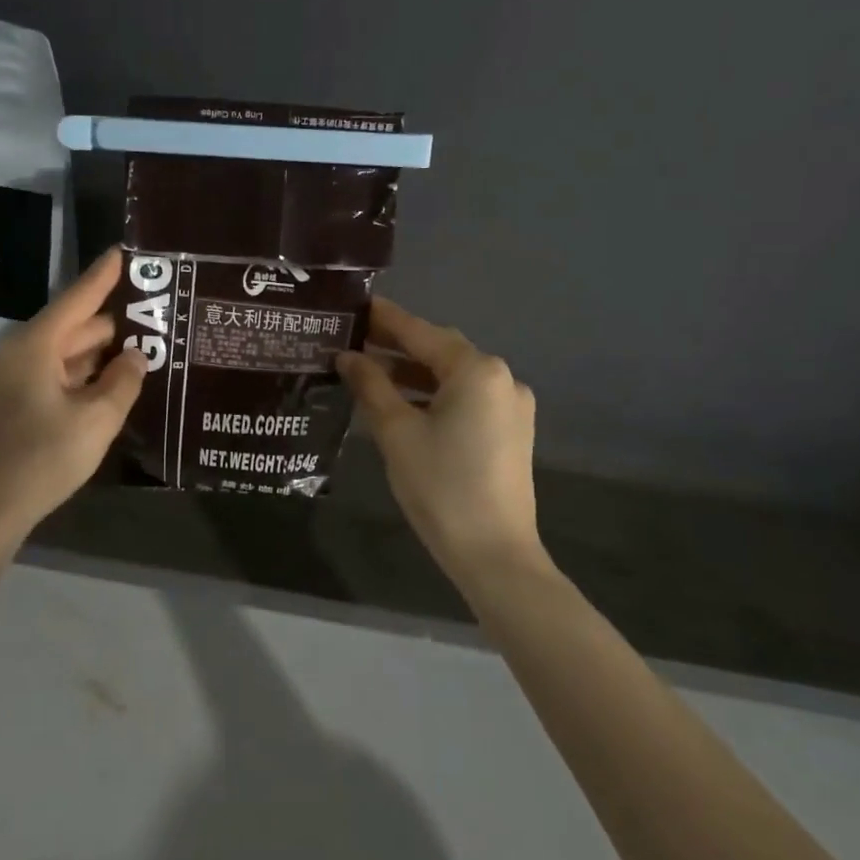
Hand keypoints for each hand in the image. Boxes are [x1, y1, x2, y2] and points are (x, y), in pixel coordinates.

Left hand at [0, 248, 145, 538]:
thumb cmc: (41, 458)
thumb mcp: (96, 419)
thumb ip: (123, 382)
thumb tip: (136, 358)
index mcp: (34, 346)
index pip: (77, 299)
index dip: (104, 276)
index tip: (125, 251)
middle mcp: (17, 354)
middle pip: (71, 328)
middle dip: (112, 324)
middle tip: (155, 319)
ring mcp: (8, 382)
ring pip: (62, 356)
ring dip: (98, 355)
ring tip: (142, 352)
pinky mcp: (7, 407)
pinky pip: (51, 378)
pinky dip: (80, 377)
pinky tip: (108, 387)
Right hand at [337, 298, 549, 582]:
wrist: (494, 554)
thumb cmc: (441, 486)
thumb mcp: (397, 432)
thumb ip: (371, 386)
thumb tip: (348, 356)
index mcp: (477, 371)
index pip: (421, 334)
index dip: (386, 319)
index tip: (357, 305)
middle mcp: (502, 379)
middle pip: (441, 352)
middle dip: (398, 346)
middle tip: (355, 340)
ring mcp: (511, 407)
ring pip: (454, 377)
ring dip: (414, 373)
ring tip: (370, 373)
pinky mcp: (511, 432)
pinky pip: (466, 400)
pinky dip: (434, 395)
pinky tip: (403, 403)